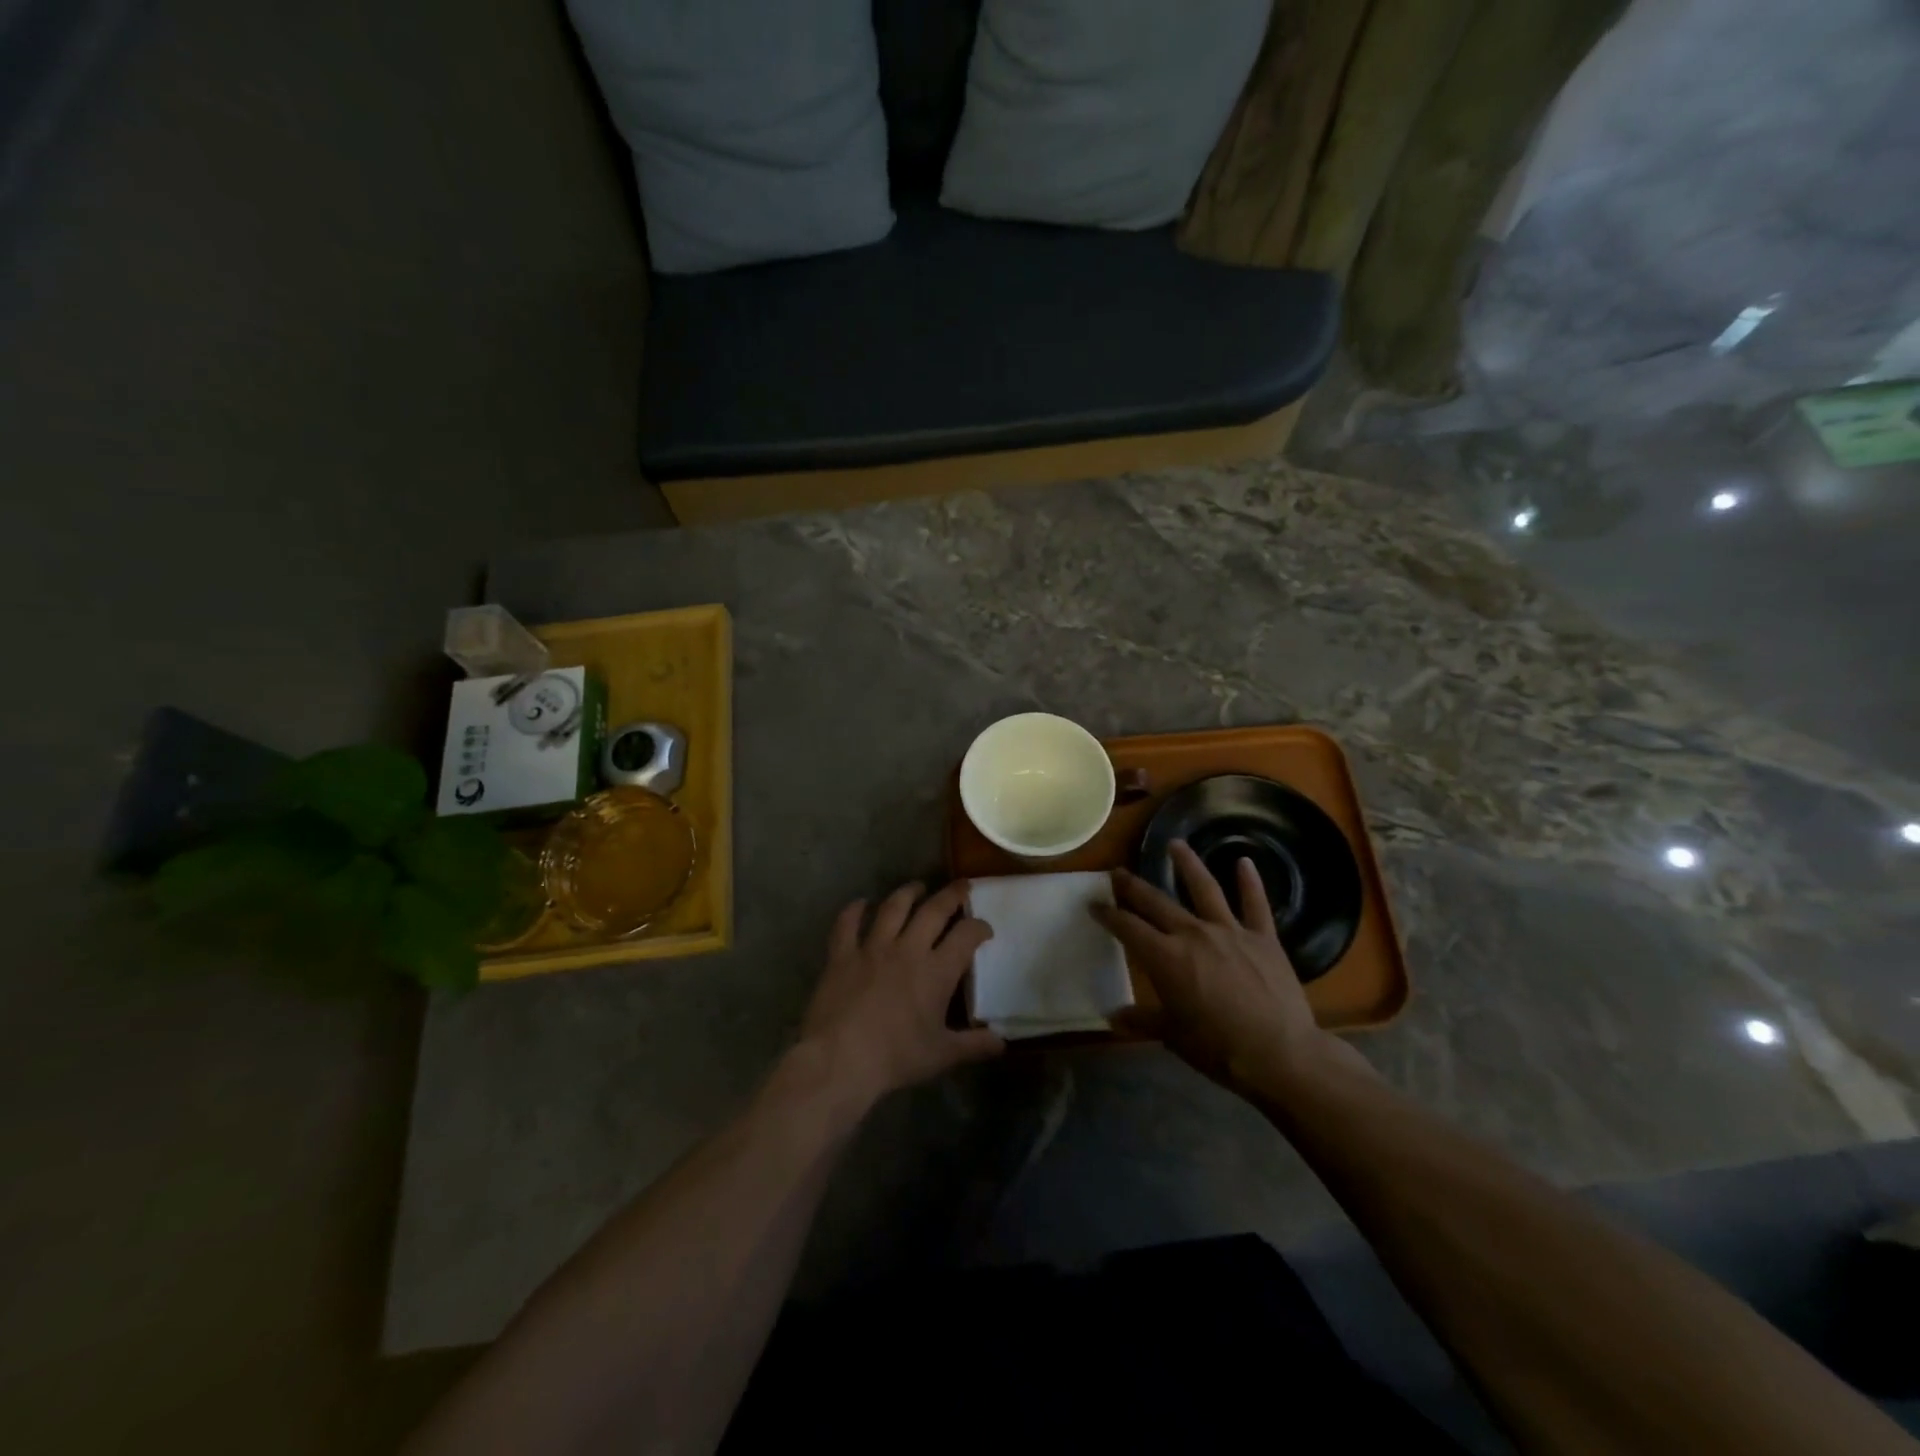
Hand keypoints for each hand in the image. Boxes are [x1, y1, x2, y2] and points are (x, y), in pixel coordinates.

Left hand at [800, 881, 1004, 1107]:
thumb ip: (974, 1045)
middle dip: (951, 895)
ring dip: (908, 893)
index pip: (966, 936)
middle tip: (961, 886)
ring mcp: (872, 948)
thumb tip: (1002, 1043)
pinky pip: (847, 923)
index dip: (979, 927)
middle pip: (933, 910)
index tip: (985, 929)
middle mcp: (907, 949)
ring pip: (893, 908)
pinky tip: (861, 903)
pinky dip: (854, 910)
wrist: (840, 1060)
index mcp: (936, 971)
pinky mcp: (842, 955)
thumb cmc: (895, 1058)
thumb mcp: (942, 1055)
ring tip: (917, 887)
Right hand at [1093, 842, 1371, 1100]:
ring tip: (1175, 844)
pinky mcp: (1263, 938)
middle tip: (1119, 872)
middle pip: (1157, 902)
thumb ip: (1141, 1020)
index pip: (1128, 928)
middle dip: (1134, 886)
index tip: (1094, 904)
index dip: (1109, 915)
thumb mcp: (1172, 1036)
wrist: (1279, 1054)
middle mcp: (1193, 934)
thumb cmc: (1218, 1048)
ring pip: (1204, 889)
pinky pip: (1255, 904)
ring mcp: (1230, 931)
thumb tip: (1111, 1017)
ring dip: (1188, 864)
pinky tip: (1245, 862)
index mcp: (1166, 958)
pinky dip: (1250, 882)